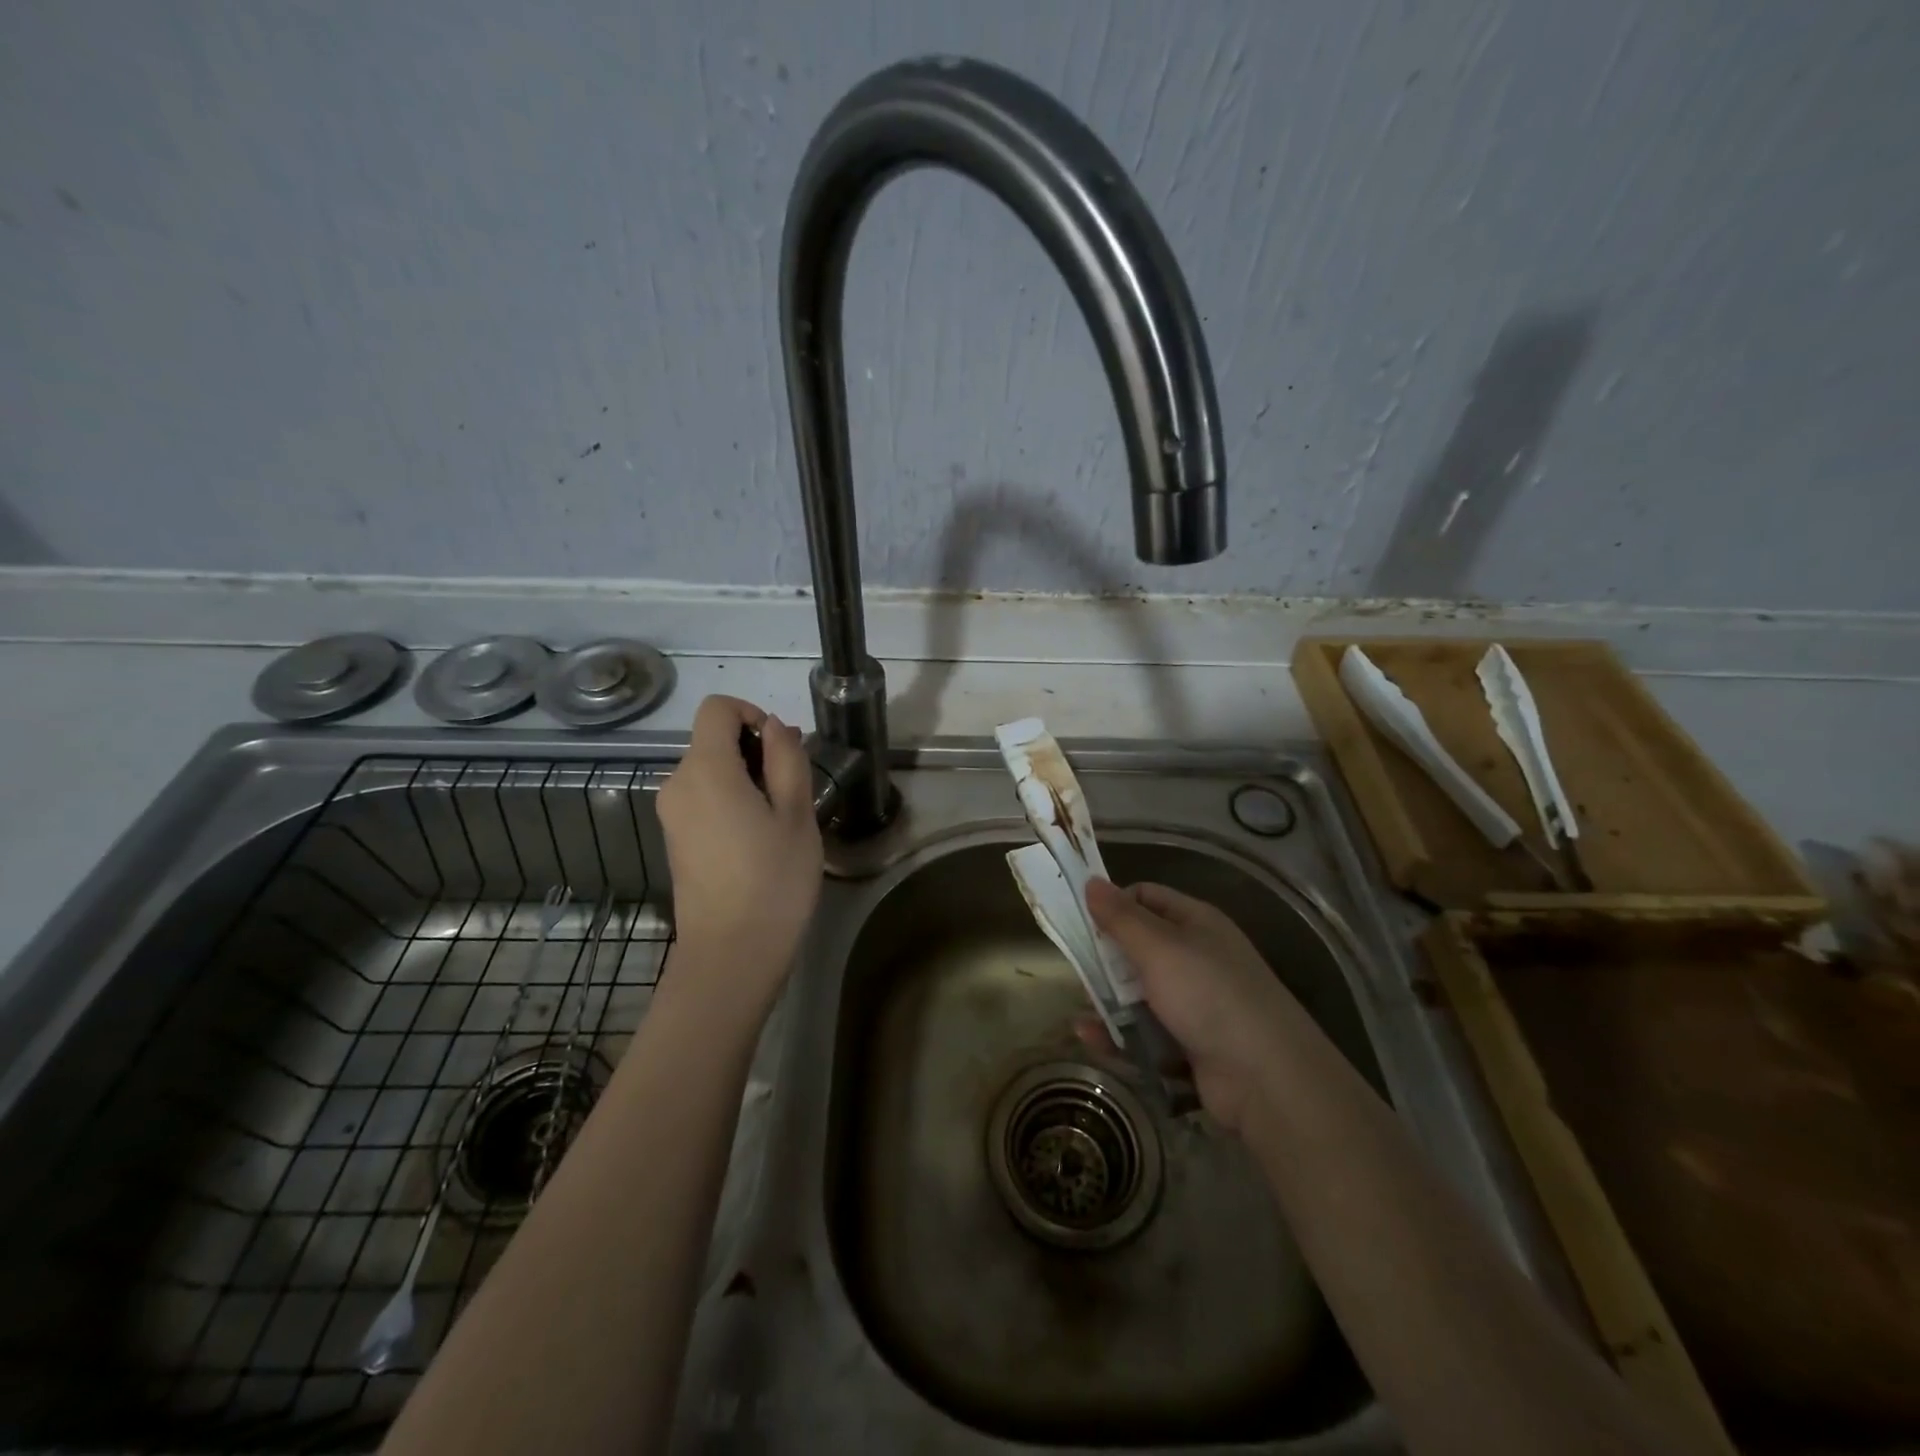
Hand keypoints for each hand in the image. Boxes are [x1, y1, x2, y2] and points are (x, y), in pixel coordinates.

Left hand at [656, 696, 822, 1015]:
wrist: (732, 954)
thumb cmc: (773, 880)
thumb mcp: (797, 813)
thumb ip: (786, 758)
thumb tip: (775, 727)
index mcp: (705, 769)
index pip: (717, 708)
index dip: (752, 714)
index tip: (782, 749)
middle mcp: (677, 783)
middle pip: (712, 739)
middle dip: (754, 750)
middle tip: (792, 792)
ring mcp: (671, 814)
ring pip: (710, 770)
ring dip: (746, 778)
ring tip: (779, 820)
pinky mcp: (675, 839)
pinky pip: (702, 798)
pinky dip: (730, 800)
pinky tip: (756, 839)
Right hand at [1085, 878, 1299, 1132]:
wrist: (1266, 1077)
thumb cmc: (1209, 995)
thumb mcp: (1159, 948)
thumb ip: (1120, 917)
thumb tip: (1091, 881)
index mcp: (1195, 922)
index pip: (1146, 897)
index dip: (1114, 905)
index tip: (1082, 922)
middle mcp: (1196, 957)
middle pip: (1138, 947)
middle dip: (1106, 959)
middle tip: (1078, 971)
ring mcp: (1195, 1003)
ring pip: (1139, 993)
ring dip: (1108, 1001)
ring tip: (1082, 1011)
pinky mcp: (1189, 1043)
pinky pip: (1145, 1032)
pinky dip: (1120, 1035)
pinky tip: (1090, 1038)